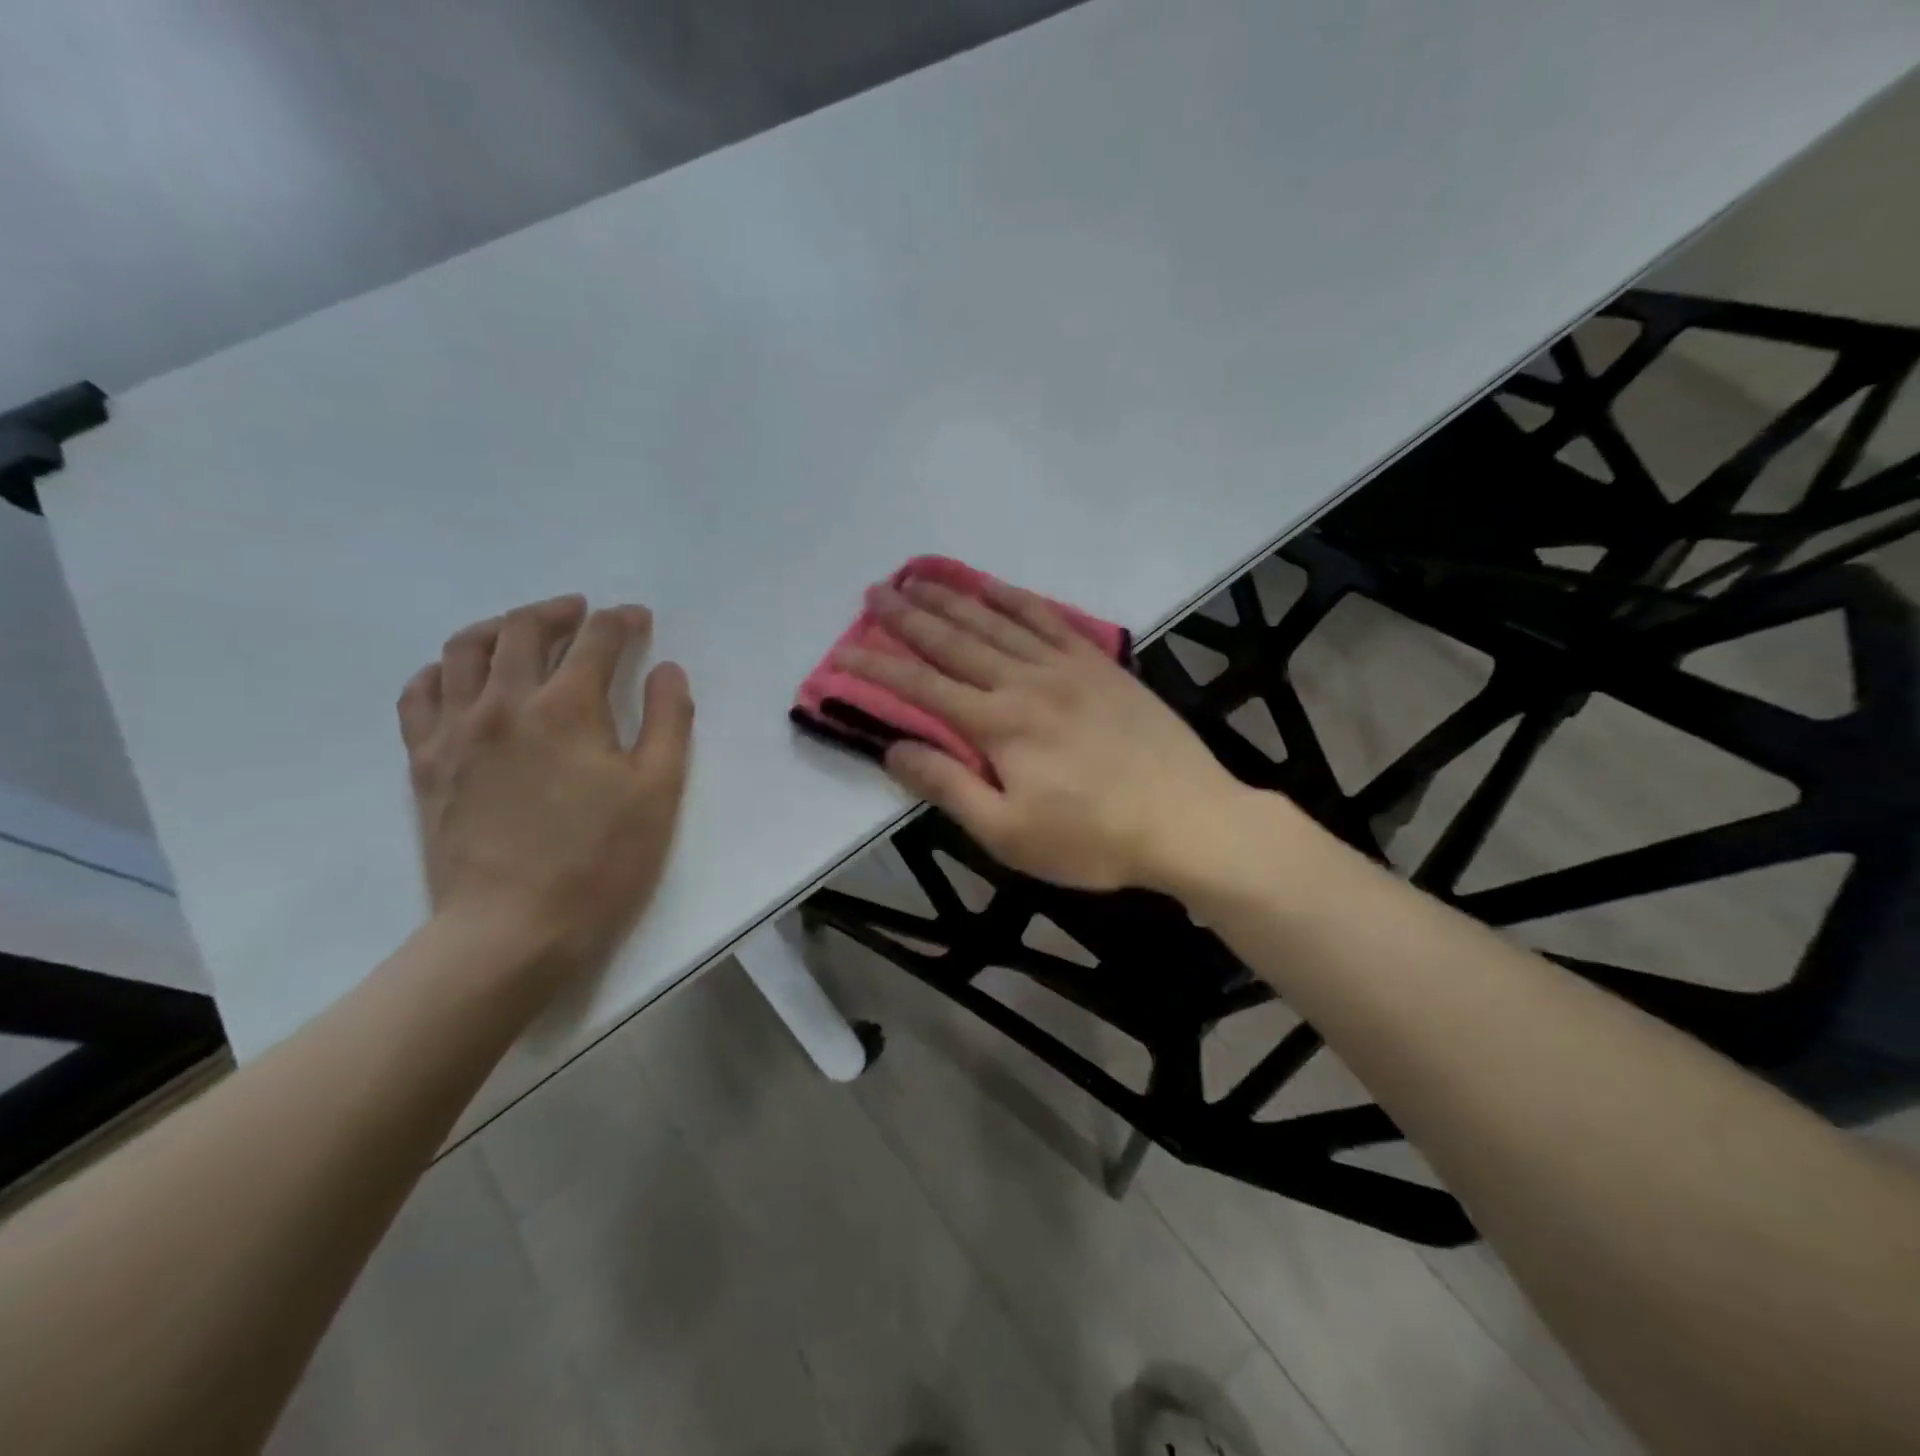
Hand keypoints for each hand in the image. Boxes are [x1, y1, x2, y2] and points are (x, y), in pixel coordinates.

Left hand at [397, 595, 693, 996]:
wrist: (511, 930)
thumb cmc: (599, 861)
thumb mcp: (659, 791)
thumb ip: (669, 721)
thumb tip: (667, 670)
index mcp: (567, 708)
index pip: (596, 640)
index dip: (622, 621)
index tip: (638, 618)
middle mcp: (504, 703)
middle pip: (524, 630)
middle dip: (559, 611)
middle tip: (583, 613)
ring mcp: (455, 731)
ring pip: (464, 650)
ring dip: (499, 627)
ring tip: (522, 631)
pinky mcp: (425, 763)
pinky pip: (420, 695)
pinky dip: (442, 670)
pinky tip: (460, 675)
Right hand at [839, 576, 1246, 892]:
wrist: (1188, 820)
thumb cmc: (1093, 838)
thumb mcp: (1009, 834)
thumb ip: (949, 787)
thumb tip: (894, 750)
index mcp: (999, 725)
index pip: (923, 689)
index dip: (879, 669)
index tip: (844, 651)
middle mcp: (1025, 681)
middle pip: (955, 642)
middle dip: (909, 618)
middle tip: (875, 593)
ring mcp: (1067, 666)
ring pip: (997, 621)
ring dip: (953, 597)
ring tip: (918, 576)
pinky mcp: (1100, 664)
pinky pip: (1048, 619)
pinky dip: (1015, 598)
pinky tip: (993, 586)